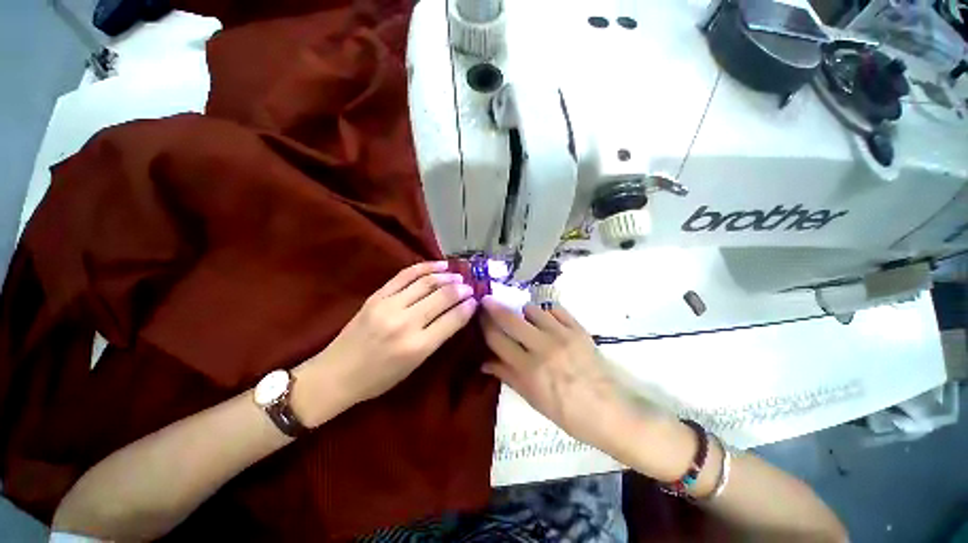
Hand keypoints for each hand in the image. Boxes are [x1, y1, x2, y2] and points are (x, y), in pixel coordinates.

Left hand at [308, 261, 477, 408]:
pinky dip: (426, 267)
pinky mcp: (377, 295)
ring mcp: (389, 305)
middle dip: (461, 289)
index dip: (468, 307)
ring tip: (458, 275)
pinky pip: (406, 274)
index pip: (452, 319)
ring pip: (427, 282)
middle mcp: (405, 323)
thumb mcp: (414, 367)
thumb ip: (437, 339)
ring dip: (447, 276)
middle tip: (470, 287)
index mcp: (417, 347)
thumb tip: (457, 314)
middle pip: (442, 297)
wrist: (335, 374)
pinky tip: (440, 265)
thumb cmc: (378, 379)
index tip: (476, 301)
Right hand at [480, 297, 634, 454]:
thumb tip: (484, 362)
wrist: (610, 412)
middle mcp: (542, 347)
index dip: (484, 325)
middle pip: (510, 319)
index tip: (478, 315)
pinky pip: (556, 310)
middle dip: (494, 306)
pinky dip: (548, 312)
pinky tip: (548, 320)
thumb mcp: (533, 399)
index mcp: (528, 369)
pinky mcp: (578, 329)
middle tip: (487, 301)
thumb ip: (508, 376)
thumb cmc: (568, 413)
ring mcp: (562, 335)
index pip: (497, 339)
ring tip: (525, 319)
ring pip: (533, 310)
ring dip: (524, 312)